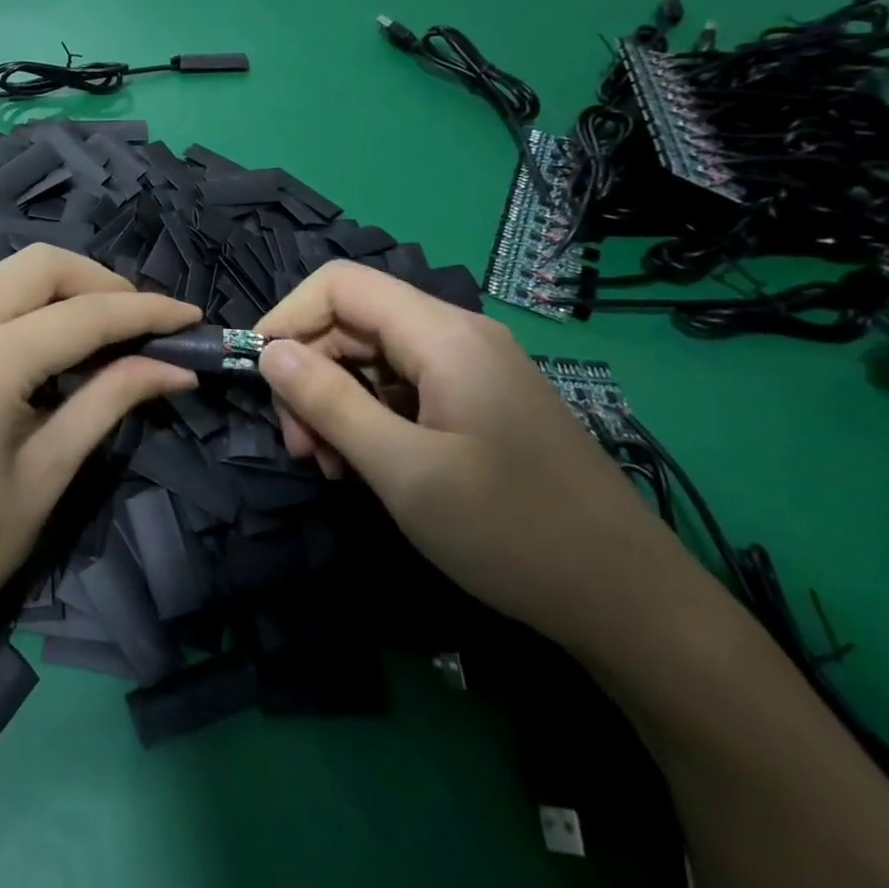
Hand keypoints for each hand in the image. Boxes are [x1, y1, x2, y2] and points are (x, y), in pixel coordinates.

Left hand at [0, 245, 200, 661]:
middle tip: (143, 326)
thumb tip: (177, 366)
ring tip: (106, 336)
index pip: (80, 316)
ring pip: (8, 276)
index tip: (190, 317)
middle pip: (39, 267)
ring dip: (64, 292)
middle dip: (101, 285)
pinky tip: (51, 347)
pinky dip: (26, 310)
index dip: (144, 312)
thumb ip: (112, 399)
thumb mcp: (49, 472)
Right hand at [255, 263, 693, 650]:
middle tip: (299, 447)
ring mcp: (471, 370)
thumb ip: (328, 401)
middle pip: (353, 324)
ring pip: (373, 359)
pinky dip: (370, 419)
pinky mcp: (478, 403)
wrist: (630, 603)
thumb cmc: (510, 531)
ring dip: (336, 403)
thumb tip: (269, 351)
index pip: (340, 284)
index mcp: (443, 335)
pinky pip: (403, 389)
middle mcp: (457, 336)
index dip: (288, 316)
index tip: (258, 373)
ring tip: (331, 467)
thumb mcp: (402, 470)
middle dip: (310, 375)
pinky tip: (366, 468)